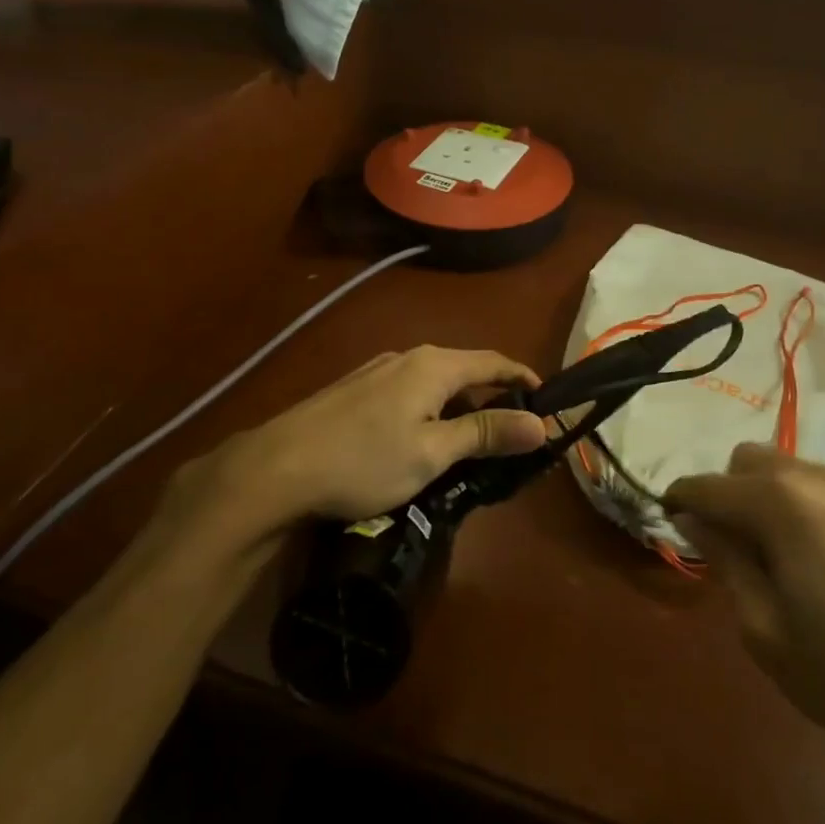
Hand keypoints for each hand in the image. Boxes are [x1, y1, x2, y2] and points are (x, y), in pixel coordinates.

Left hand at [162, 347, 549, 547]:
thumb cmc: (365, 461)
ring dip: (459, 407)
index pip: (494, 361)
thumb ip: (486, 433)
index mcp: (434, 365)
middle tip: (510, 435)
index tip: (547, 402)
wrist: (277, 467)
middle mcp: (408, 356)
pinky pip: (409, 392)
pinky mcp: (356, 390)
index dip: (524, 379)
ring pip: (434, 383)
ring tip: (469, 444)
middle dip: (493, 398)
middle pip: (465, 370)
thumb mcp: (433, 452)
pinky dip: (430, 411)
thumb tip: (541, 423)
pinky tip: (421, 441)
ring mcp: (377, 371)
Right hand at [665, 444, 824, 789]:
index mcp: (778, 502)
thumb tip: (693, 519)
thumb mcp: (765, 629)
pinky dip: (793, 505)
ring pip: (781, 469)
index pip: (706, 486)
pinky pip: (814, 487)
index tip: (667, 525)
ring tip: (768, 560)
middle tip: (726, 552)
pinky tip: (808, 560)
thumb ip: (726, 561)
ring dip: (759, 498)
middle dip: (724, 494)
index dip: (678, 502)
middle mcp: (812, 477)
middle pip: (744, 461)